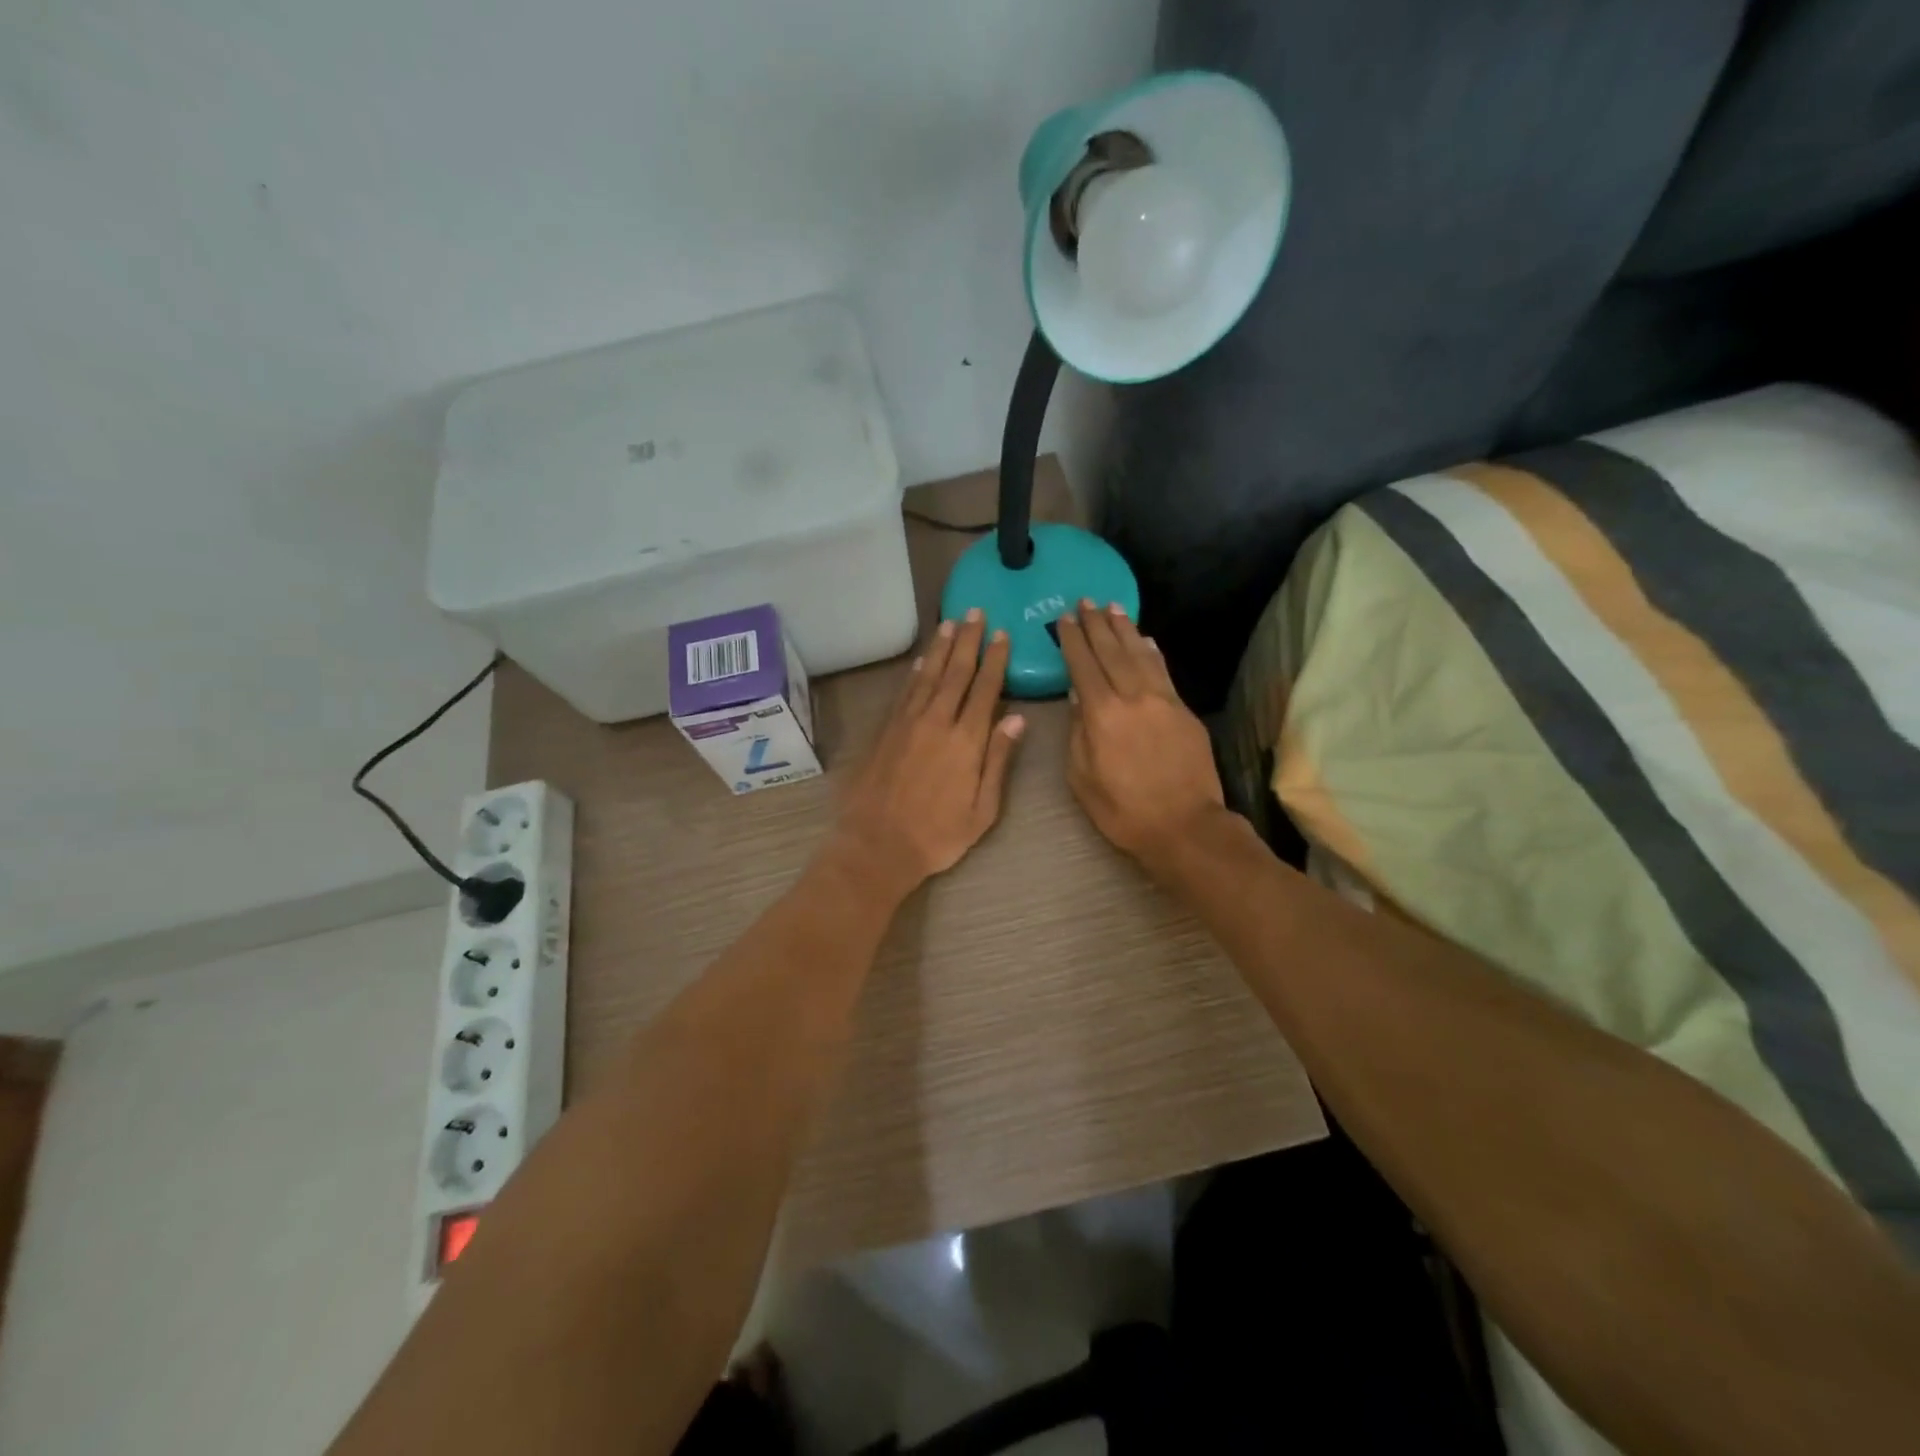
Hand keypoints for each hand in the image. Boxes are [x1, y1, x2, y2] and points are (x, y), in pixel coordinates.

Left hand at [833, 609, 1025, 898]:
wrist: (877, 846)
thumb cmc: (938, 835)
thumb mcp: (983, 809)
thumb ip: (999, 760)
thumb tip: (1017, 718)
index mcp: (966, 741)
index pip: (985, 689)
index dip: (995, 659)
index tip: (1002, 634)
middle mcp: (937, 722)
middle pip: (955, 672)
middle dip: (968, 640)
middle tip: (975, 612)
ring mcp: (907, 723)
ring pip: (927, 675)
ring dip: (940, 648)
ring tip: (950, 623)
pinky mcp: (885, 731)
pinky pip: (904, 692)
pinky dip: (914, 672)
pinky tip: (920, 661)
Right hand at [1056, 601, 1224, 866]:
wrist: (1185, 826)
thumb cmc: (1123, 811)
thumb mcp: (1082, 779)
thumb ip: (1077, 734)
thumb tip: (1077, 697)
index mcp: (1102, 715)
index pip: (1083, 666)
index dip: (1073, 640)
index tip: (1064, 619)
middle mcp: (1133, 697)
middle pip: (1111, 652)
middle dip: (1097, 625)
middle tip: (1086, 601)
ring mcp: (1163, 701)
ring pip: (1140, 655)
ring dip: (1125, 629)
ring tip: (1113, 608)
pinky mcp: (1184, 710)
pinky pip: (1164, 671)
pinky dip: (1152, 652)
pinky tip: (1145, 640)